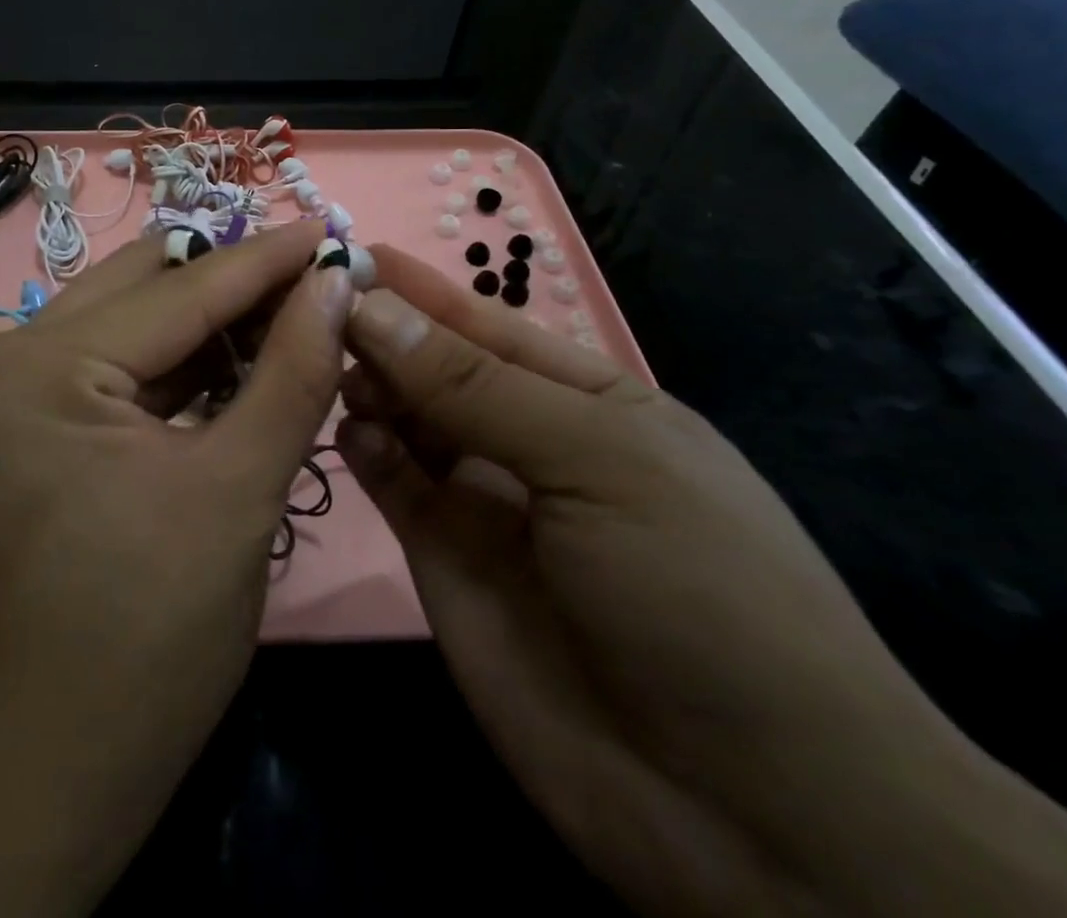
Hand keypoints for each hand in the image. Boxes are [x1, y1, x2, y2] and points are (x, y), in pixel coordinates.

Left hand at [0, 220, 350, 902]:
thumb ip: (292, 374)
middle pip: (147, 290)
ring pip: (134, 324)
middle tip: (317, 276)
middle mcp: (11, 357)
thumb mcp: (237, 492)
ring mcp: (15, 391)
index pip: (180, 291)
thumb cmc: (146, 639)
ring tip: (294, 311)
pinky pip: (120, 368)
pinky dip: (184, 364)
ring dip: (214, 322)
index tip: (333, 226)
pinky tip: (244, 360)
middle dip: (236, 282)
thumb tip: (334, 284)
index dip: (266, 259)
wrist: (49, 770)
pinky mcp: (33, 425)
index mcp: (40, 366)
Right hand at [338, 245, 1066, 917]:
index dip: (421, 288)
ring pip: (406, 420)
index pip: (486, 324)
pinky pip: (394, 483)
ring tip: (331, 367)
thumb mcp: (600, 460)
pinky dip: (367, 451)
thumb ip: (475, 385)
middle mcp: (528, 441)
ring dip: (369, 386)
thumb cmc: (701, 591)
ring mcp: (483, 503)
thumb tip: (372, 306)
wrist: (751, 816)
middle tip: (316, 310)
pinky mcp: (444, 560)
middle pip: (437, 368)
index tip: (346, 250)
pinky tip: (353, 432)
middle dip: (384, 333)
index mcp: (587, 400)